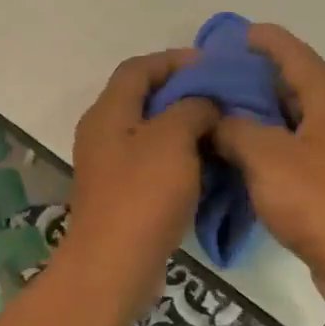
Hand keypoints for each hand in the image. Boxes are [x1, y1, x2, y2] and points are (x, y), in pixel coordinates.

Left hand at [65, 50, 218, 303]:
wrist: (114, 265)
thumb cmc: (142, 195)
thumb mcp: (172, 139)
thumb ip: (191, 108)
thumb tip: (203, 103)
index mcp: (108, 112)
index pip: (138, 68)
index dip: (174, 60)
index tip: (212, 66)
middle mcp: (103, 133)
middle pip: (143, 99)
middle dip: (183, 93)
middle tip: (222, 98)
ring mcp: (110, 167)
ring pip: (150, 133)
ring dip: (184, 127)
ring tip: (221, 129)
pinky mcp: (122, 195)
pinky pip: (153, 163)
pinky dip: (179, 157)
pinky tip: (207, 165)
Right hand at [210, 24, 324, 305]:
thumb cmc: (320, 200)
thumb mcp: (265, 157)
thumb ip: (233, 129)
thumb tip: (214, 119)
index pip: (293, 53)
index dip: (261, 40)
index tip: (228, 35)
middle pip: (295, 86)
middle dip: (254, 81)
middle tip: (211, 83)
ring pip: (297, 122)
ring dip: (261, 119)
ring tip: (219, 119)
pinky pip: (300, 152)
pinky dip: (272, 149)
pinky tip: (242, 159)